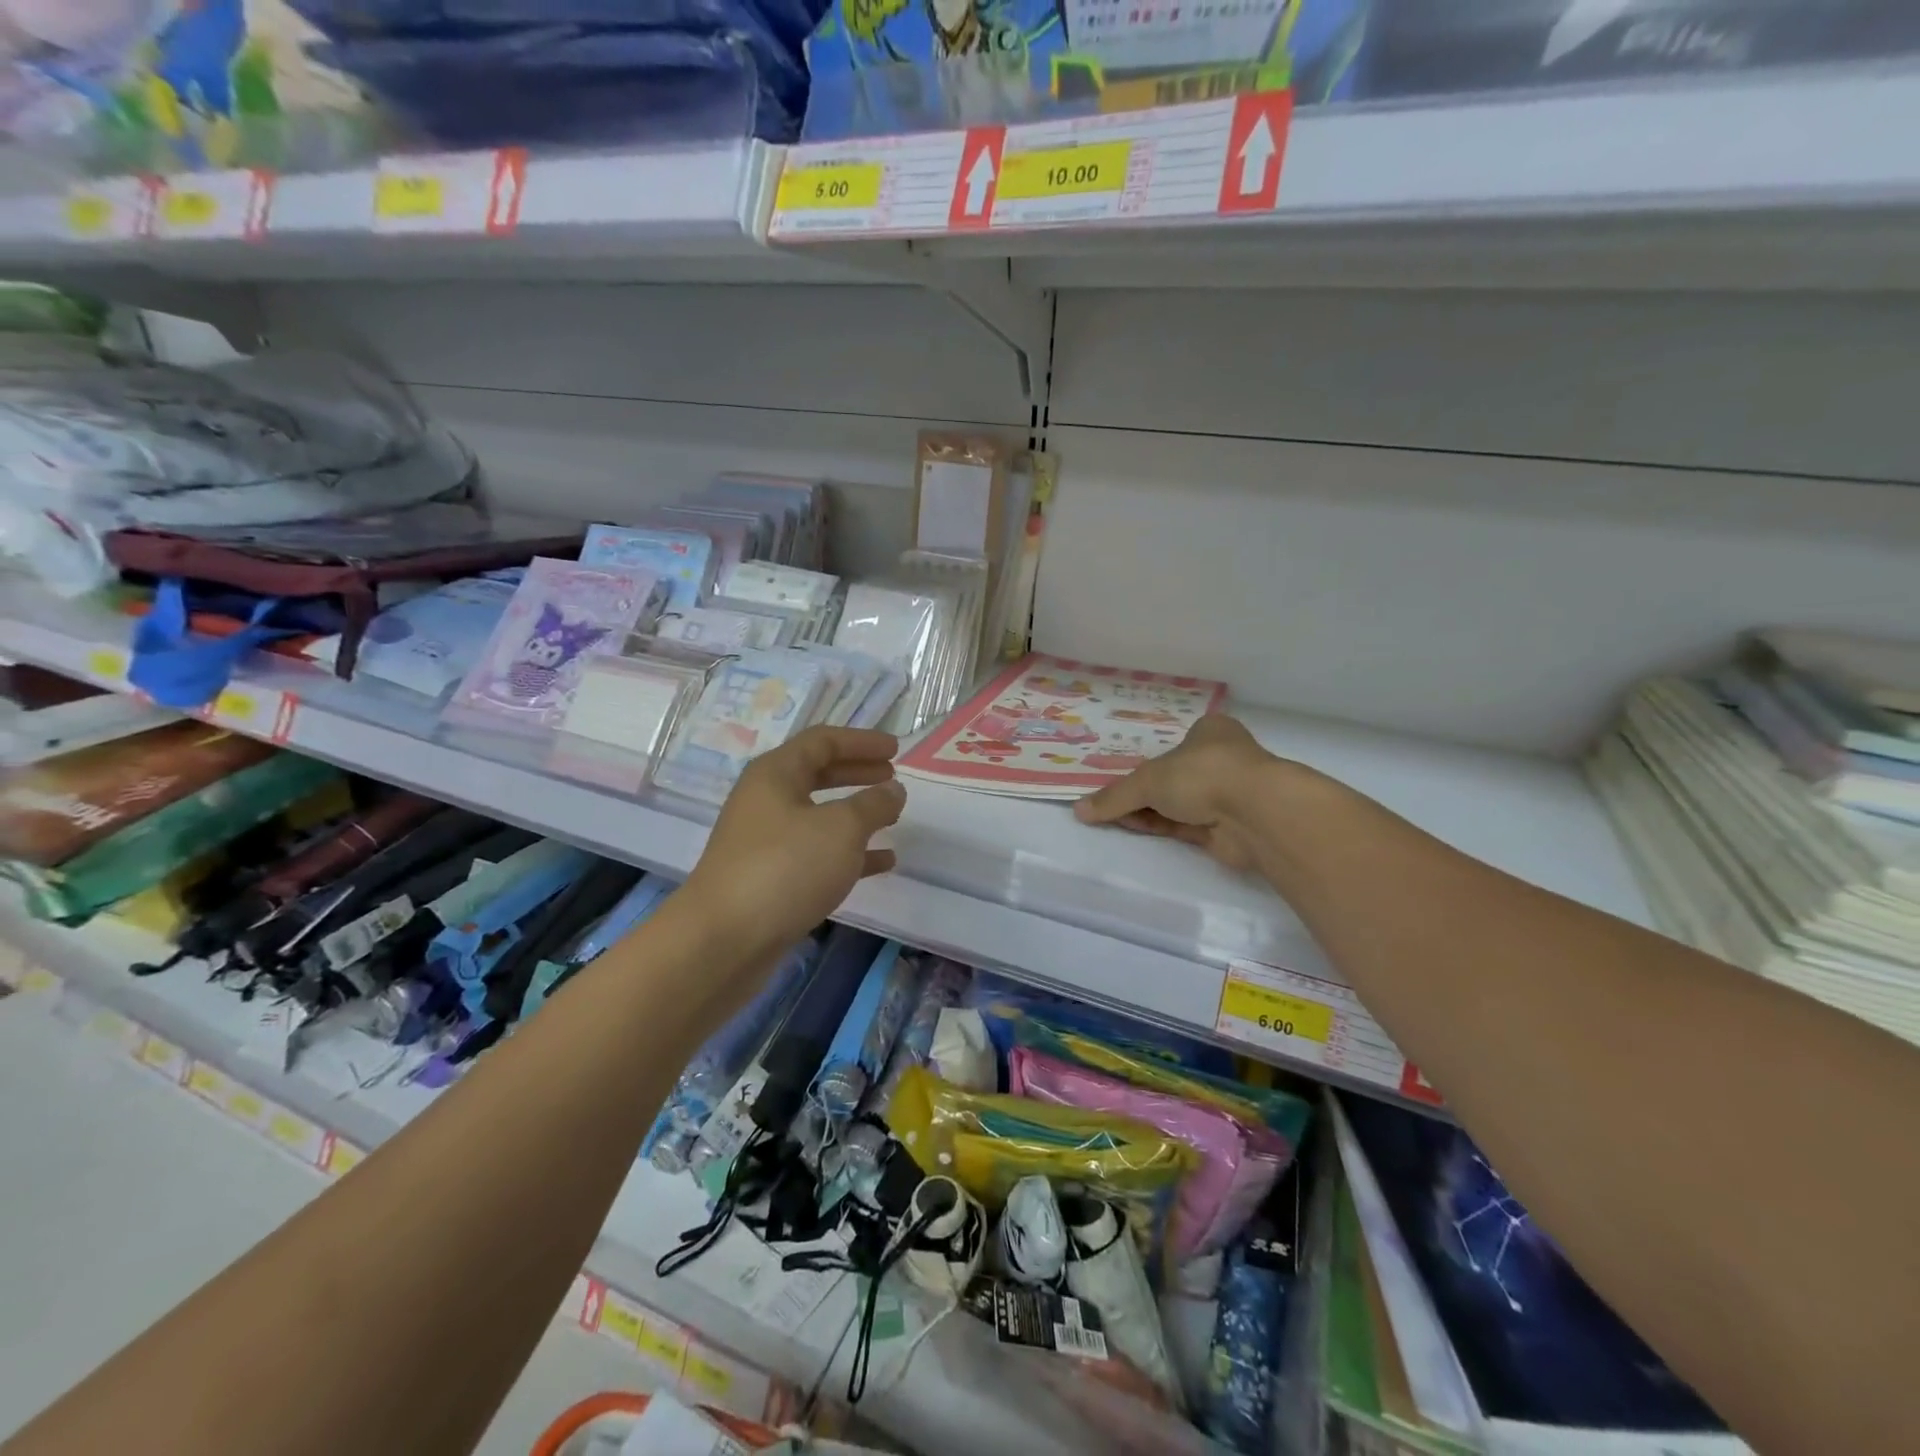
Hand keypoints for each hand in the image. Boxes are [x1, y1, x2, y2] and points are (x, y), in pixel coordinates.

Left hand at [680, 726, 905, 968]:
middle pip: (817, 774)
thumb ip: (873, 804)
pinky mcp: (771, 879)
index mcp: (776, 774)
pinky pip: (817, 854)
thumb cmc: (785, 868)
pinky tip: (881, 863)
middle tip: (892, 777)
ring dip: (855, 814)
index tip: (896, 749)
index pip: (822, 741)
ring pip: (818, 816)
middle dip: (857, 773)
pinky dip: (849, 853)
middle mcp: (766, 801)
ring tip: (891, 817)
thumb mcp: (841, 828)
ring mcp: (766, 842)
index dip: (861, 741)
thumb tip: (893, 790)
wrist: (725, 940)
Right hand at [1073, 714, 1278, 871]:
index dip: (1146, 761)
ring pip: (1179, 803)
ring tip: (1112, 818)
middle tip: (1109, 801)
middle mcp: (1221, 760)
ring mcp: (1226, 795)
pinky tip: (1136, 829)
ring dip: (1149, 811)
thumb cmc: (1203, 774)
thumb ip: (1114, 797)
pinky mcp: (1227, 828)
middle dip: (1143, 791)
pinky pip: (1185, 826)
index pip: (1173, 745)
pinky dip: (1162, 827)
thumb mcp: (1148, 780)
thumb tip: (1079, 810)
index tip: (1121, 777)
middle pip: (1172, 777)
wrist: (1255, 814)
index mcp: (1210, 732)